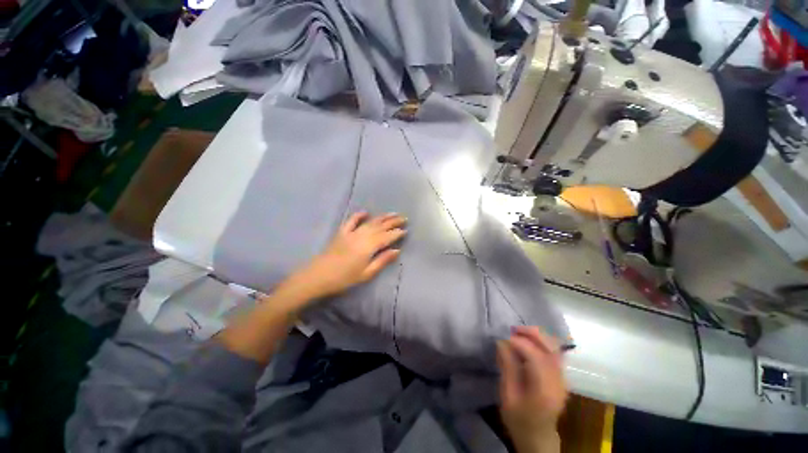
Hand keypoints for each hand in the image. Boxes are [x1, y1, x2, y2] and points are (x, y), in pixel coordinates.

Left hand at [293, 212, 406, 299]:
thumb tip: (397, 250)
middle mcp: (362, 236)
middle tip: (404, 218)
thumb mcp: (366, 273)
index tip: (406, 230)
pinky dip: (359, 215)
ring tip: (392, 213)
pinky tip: (365, 212)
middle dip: (393, 222)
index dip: (397, 233)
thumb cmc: (344, 278)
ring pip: (370, 222)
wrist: (318, 276)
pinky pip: (351, 221)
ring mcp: (351, 232)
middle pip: (380, 226)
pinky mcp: (342, 232)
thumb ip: (382, 260)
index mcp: (369, 246)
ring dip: (382, 217)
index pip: (387, 237)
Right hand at [498, 326, 567, 452]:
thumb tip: (502, 342)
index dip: (519, 343)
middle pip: (551, 348)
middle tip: (513, 329)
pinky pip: (554, 352)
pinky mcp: (561, 376)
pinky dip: (542, 342)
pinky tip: (529, 342)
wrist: (538, 436)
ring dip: (537, 336)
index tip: (503, 338)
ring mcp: (563, 378)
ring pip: (555, 348)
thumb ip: (507, 367)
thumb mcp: (508, 396)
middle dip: (532, 334)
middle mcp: (559, 381)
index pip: (536, 357)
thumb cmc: (519, 419)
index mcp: (545, 390)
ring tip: (519, 333)